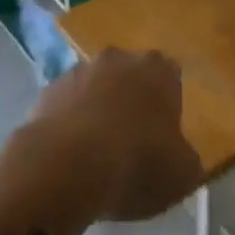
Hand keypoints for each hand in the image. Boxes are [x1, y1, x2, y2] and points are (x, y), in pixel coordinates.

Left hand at [24, 49, 202, 221]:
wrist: (66, 166)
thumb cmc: (136, 164)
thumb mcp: (182, 175)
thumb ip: (186, 159)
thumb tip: (181, 157)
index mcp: (158, 70)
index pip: (170, 76)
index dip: (168, 105)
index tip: (164, 135)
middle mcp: (119, 58)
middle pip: (130, 76)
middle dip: (131, 101)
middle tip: (132, 143)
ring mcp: (80, 70)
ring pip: (96, 88)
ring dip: (98, 110)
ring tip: (96, 154)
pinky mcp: (48, 90)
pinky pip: (66, 105)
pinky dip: (70, 123)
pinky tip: (70, 156)